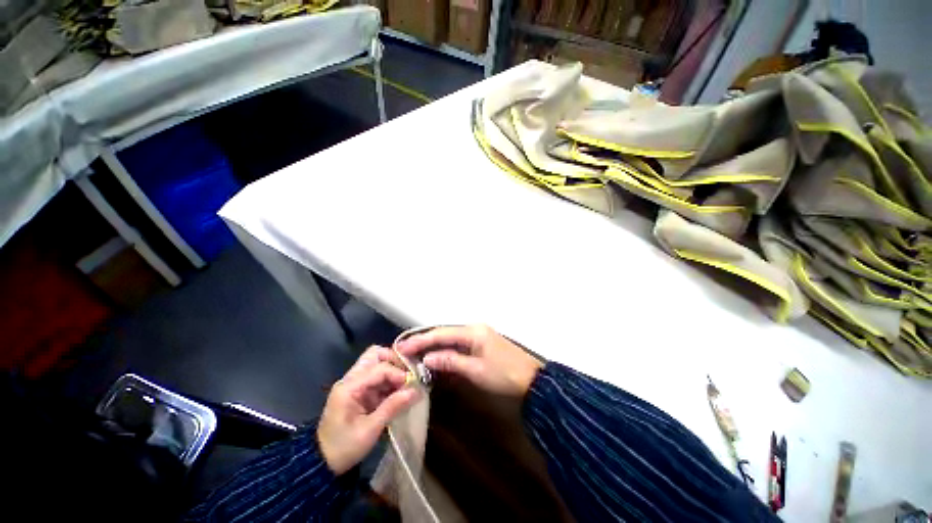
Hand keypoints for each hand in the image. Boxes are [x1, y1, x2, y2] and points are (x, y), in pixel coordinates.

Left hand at [317, 346, 419, 474]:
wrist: (322, 463)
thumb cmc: (344, 447)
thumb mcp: (369, 430)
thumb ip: (392, 407)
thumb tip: (416, 392)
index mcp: (349, 387)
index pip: (379, 368)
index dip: (398, 373)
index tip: (412, 384)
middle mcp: (351, 379)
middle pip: (375, 355)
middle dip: (394, 361)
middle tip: (408, 374)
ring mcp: (354, 383)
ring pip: (376, 363)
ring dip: (393, 370)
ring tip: (406, 384)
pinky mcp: (359, 391)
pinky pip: (377, 377)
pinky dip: (389, 380)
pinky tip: (399, 392)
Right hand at [397, 325, 542, 396]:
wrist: (532, 380)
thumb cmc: (504, 375)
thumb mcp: (476, 370)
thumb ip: (451, 362)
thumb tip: (427, 358)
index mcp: (472, 331)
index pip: (441, 333)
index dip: (421, 340)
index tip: (402, 347)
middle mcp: (473, 329)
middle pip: (444, 333)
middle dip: (425, 342)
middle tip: (404, 350)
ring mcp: (478, 336)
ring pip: (450, 339)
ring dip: (434, 347)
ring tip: (415, 354)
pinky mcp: (481, 344)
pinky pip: (459, 345)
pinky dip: (446, 351)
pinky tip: (436, 358)